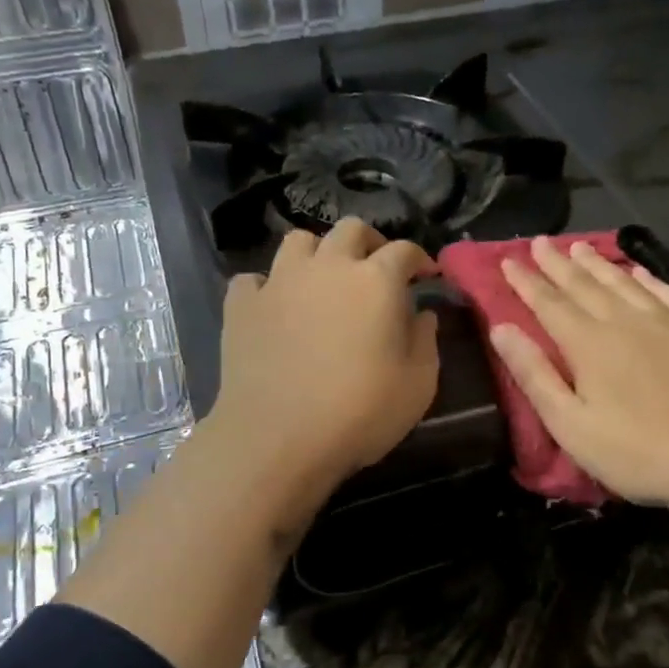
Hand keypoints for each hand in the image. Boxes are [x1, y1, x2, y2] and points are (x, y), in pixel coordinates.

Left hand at [208, 218, 439, 488]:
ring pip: (298, 241)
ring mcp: (279, 281)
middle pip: (350, 229)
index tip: (426, 275)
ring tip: (322, 279)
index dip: (419, 258)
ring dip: (317, 252)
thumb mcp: (418, 385)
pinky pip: (253, 279)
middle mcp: (328, 266)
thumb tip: (423, 314)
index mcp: (376, 280)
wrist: (278, 438)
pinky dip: (267, 287)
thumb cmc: (360, 413)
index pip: (403, 250)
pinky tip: (274, 307)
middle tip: (376, 268)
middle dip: (369, 242)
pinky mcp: (242, 305)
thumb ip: (426, 341)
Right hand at [488, 237, 668, 513]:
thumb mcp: (570, 424)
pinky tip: (641, 272)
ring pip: (625, 283)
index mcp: (590, 344)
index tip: (507, 260)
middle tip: (540, 242)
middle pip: (585, 286)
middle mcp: (626, 322)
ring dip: (599, 264)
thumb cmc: (635, 454)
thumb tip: (501, 328)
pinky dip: (651, 280)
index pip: (549, 303)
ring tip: (580, 247)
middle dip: (558, 264)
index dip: (526, 282)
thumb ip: (534, 374)